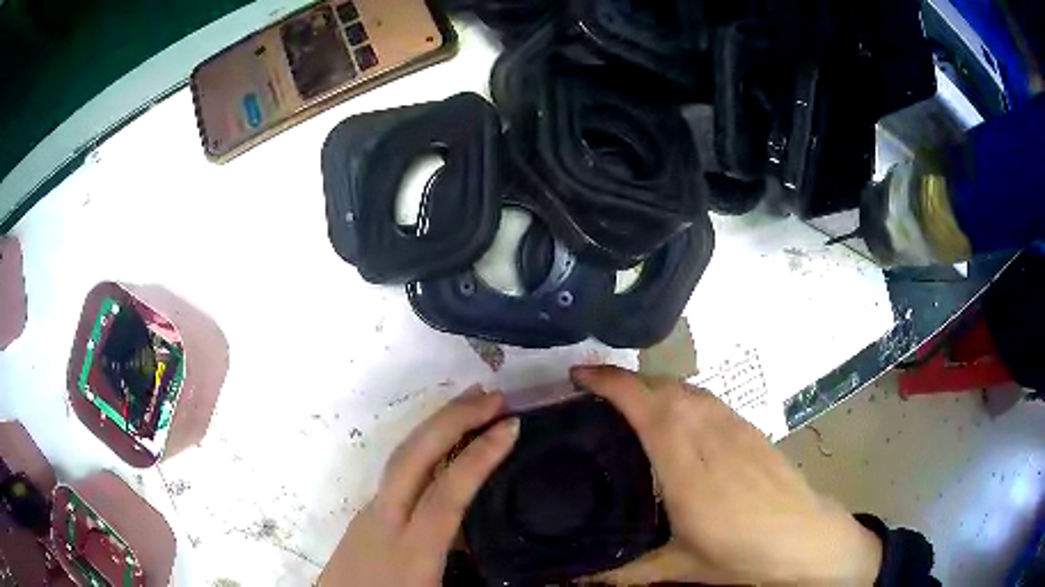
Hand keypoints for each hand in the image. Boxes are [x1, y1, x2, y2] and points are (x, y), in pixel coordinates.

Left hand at [320, 387, 518, 586]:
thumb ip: (466, 565)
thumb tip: (490, 540)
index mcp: (412, 550)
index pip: (448, 492)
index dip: (480, 456)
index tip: (510, 427)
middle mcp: (385, 521)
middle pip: (414, 457)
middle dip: (451, 420)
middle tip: (491, 396)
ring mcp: (369, 514)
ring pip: (400, 458)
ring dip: (435, 427)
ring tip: (468, 407)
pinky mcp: (364, 516)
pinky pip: (396, 472)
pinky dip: (423, 449)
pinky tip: (440, 450)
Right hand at [571, 365, 881, 585]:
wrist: (804, 539)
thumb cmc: (742, 555)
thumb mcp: (679, 569)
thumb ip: (622, 572)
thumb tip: (571, 582)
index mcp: (688, 471)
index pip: (648, 409)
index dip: (612, 384)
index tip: (579, 375)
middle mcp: (711, 438)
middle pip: (665, 388)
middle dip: (624, 379)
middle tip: (591, 389)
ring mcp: (734, 428)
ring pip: (687, 389)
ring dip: (652, 384)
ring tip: (626, 398)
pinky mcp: (750, 428)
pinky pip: (707, 399)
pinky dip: (680, 394)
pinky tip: (674, 414)